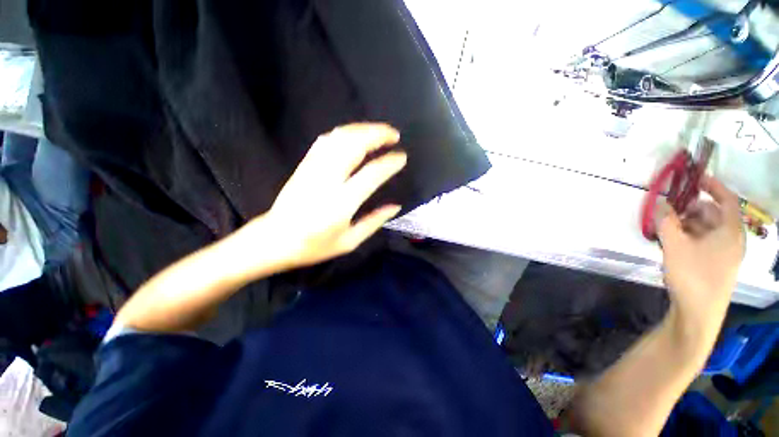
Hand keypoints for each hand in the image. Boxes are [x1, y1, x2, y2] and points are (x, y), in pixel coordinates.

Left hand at [241, 123, 406, 269]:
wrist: (274, 239)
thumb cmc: (314, 246)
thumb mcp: (349, 242)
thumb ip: (374, 222)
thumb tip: (395, 206)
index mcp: (341, 203)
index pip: (371, 174)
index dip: (389, 163)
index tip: (402, 157)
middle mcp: (328, 180)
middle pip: (354, 146)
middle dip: (377, 135)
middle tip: (394, 135)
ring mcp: (313, 169)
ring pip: (339, 138)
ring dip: (361, 130)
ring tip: (378, 131)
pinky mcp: (304, 165)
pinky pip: (325, 141)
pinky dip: (343, 133)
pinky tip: (354, 134)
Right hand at [655, 175, 744, 337]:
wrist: (699, 313)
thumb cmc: (692, 275)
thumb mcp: (674, 245)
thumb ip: (666, 221)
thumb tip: (660, 202)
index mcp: (730, 230)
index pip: (727, 198)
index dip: (713, 185)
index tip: (694, 178)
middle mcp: (733, 239)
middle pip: (716, 213)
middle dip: (693, 207)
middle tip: (670, 208)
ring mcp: (727, 253)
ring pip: (709, 228)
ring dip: (689, 223)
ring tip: (668, 227)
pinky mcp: (718, 264)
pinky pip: (707, 241)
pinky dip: (692, 235)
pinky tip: (675, 243)